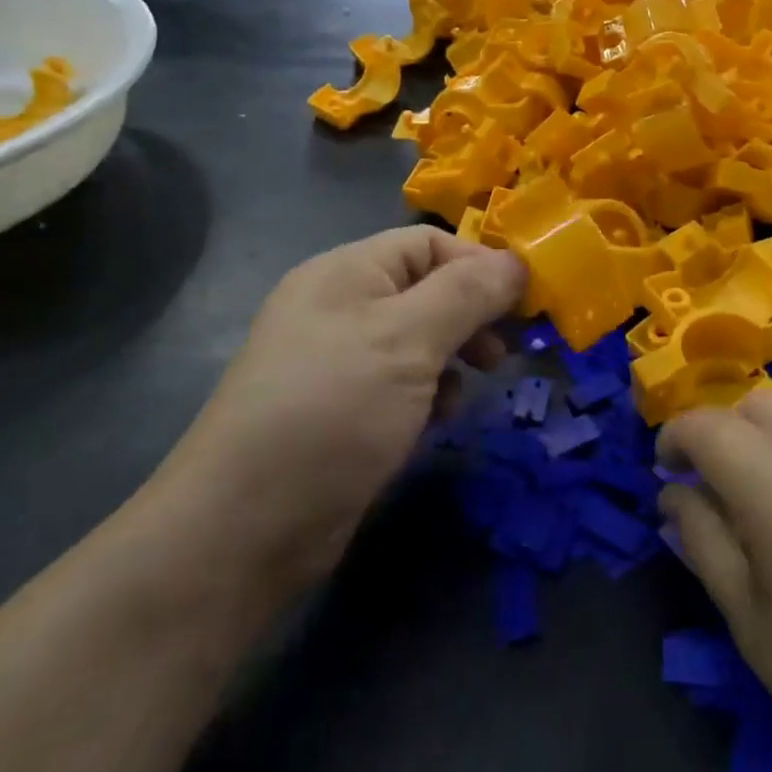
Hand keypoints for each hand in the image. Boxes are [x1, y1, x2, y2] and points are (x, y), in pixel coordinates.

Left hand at [160, 227, 526, 586]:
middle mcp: (339, 307)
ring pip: (418, 340)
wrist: (246, 527)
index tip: (525, 304)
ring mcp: (337, 361)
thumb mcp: (408, 340)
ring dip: (453, 358)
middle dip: (471, 315)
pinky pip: (400, 383)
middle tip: (503, 352)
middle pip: (425, 290)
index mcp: (346, 272)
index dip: (480, 265)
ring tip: (471, 388)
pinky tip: (434, 422)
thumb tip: (517, 263)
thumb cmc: (333, 411)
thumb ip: (468, 294)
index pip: (428, 243)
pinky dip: (427, 394)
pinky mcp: (342, 410)